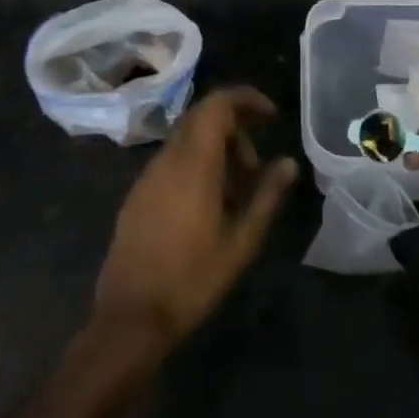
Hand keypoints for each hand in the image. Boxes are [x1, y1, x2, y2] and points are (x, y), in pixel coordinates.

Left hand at [92, 85, 297, 346]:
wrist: (129, 318)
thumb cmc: (191, 280)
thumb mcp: (240, 242)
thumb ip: (267, 196)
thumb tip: (289, 162)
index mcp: (194, 163)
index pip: (217, 104)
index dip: (245, 99)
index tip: (270, 115)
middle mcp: (167, 159)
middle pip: (202, 117)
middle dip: (235, 129)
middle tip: (256, 168)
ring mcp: (148, 175)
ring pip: (187, 139)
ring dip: (216, 150)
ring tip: (236, 193)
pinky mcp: (137, 194)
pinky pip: (172, 161)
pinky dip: (196, 165)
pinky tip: (207, 206)